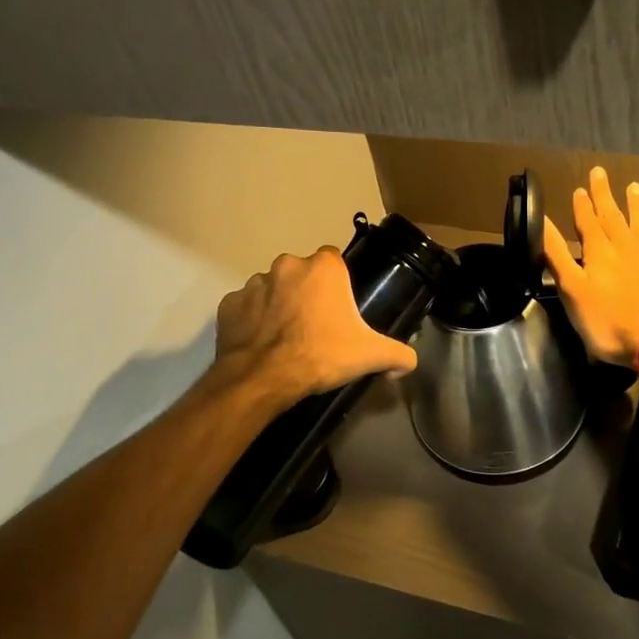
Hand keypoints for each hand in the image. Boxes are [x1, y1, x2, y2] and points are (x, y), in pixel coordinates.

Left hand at [214, 247, 418, 411]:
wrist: (264, 378)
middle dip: (307, 293)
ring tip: (286, 337)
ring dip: (279, 305)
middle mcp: (287, 265)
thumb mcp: (370, 355)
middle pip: (302, 273)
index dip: (338, 283)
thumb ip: (398, 354)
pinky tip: (261, 343)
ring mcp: (254, 283)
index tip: (339, 308)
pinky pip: (246, 308)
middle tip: (315, 326)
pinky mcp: (229, 304)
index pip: (334, 261)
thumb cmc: (321, 355)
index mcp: (323, 268)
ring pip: (272, 288)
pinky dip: (252, 321)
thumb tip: (409, 363)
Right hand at [544, 167, 638, 366]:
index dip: (582, 206)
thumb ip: (558, 257)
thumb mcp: (573, 292)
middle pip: (614, 218)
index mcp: (600, 254)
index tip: (579, 188)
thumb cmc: (610, 323)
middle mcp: (627, 249)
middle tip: (601, 172)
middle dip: (605, 196)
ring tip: (635, 187)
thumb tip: (542, 222)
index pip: (588, 223)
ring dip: (638, 207)